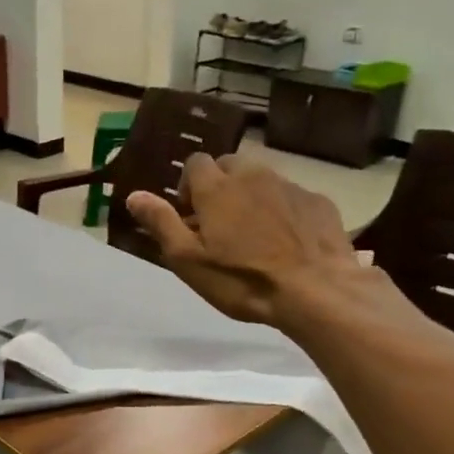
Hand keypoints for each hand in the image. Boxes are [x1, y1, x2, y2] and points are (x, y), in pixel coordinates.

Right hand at [126, 155, 358, 325]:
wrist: (315, 291)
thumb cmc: (241, 279)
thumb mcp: (188, 259)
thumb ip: (161, 222)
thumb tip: (134, 195)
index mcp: (217, 188)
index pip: (195, 162)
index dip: (189, 187)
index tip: (191, 217)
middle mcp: (253, 176)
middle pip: (230, 165)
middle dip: (220, 187)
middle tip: (220, 225)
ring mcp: (290, 186)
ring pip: (262, 180)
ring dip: (252, 198)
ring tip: (254, 236)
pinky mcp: (319, 202)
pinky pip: (292, 197)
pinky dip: (283, 211)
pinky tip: (286, 243)